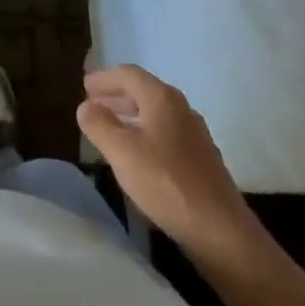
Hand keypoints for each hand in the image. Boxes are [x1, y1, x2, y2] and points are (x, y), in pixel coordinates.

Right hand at [78, 66, 270, 267]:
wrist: (220, 230)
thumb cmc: (166, 183)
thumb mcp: (121, 152)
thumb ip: (99, 124)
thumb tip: (86, 105)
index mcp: (162, 98)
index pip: (128, 74)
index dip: (104, 78)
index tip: (84, 86)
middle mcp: (181, 108)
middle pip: (144, 90)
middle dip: (116, 95)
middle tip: (93, 103)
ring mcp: (195, 134)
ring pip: (156, 113)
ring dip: (131, 114)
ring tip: (111, 127)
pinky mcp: (202, 159)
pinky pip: (166, 133)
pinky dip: (146, 133)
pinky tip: (139, 154)